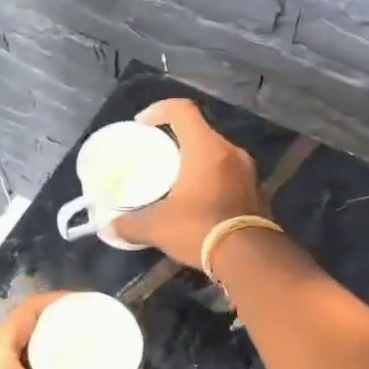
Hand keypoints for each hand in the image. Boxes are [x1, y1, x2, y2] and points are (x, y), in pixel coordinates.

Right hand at [111, 98, 267, 267]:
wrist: (250, 258)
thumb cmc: (200, 228)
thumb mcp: (157, 227)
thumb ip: (130, 224)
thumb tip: (110, 228)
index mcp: (206, 148)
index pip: (182, 110)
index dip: (159, 110)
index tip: (142, 125)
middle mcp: (230, 151)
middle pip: (200, 132)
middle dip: (176, 140)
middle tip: (157, 156)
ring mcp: (248, 172)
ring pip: (216, 154)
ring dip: (196, 161)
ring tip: (176, 180)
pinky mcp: (257, 192)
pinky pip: (229, 175)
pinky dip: (212, 181)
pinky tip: (199, 201)